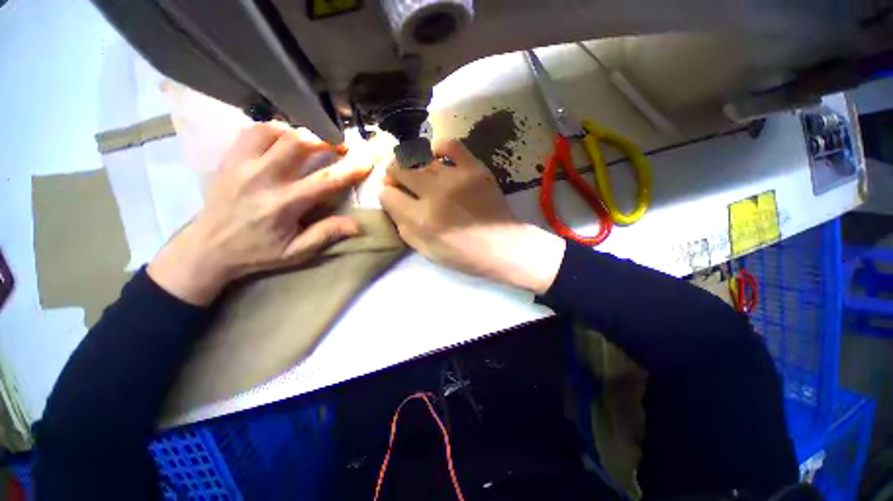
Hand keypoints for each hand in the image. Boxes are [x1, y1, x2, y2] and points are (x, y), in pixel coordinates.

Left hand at [148, 123, 370, 304]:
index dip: (350, 169)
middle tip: (339, 145)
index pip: (325, 180)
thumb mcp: (296, 252)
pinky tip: (283, 138)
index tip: (366, 161)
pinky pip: (253, 131)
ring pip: (275, 131)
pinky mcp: (229, 159)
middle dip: (325, 140)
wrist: (207, 248)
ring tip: (313, 141)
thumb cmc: (257, 252)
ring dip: (300, 133)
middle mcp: (263, 178)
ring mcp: (242, 164)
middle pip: (298, 144)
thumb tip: (357, 225)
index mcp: (284, 204)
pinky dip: (273, 130)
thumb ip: (326, 235)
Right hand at [379, 140, 565, 293]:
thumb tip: (393, 203)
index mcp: (421, 219)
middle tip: (400, 181)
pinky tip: (437, 158)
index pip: (387, 195)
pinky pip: (450, 145)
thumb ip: (404, 227)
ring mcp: (456, 177)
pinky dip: (439, 148)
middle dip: (393, 175)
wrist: (501, 246)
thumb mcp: (426, 250)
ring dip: (412, 164)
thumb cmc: (463, 254)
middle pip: (398, 169)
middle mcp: (434, 194)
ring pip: (419, 157)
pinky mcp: (474, 169)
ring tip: (418, 171)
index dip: (387, 196)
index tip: (393, 198)